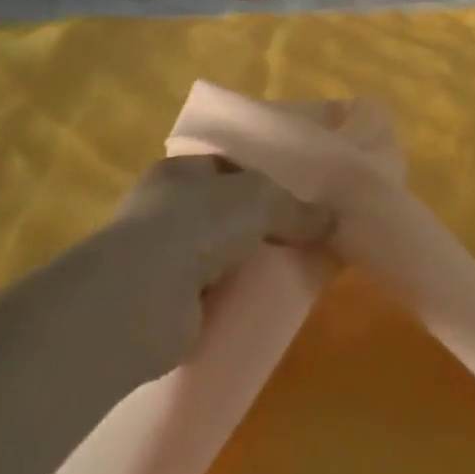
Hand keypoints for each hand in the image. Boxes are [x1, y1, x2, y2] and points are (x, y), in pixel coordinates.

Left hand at [112, 155, 331, 371]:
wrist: (141, 299)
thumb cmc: (196, 225)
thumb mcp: (260, 200)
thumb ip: (297, 208)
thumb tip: (332, 221)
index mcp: (180, 172)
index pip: (227, 167)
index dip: (262, 175)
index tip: (299, 192)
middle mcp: (165, 211)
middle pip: (226, 211)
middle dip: (261, 224)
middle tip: (305, 234)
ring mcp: (163, 260)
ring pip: (222, 255)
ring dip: (249, 264)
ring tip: (295, 270)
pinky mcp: (168, 306)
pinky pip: (216, 296)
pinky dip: (238, 299)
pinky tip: (269, 303)